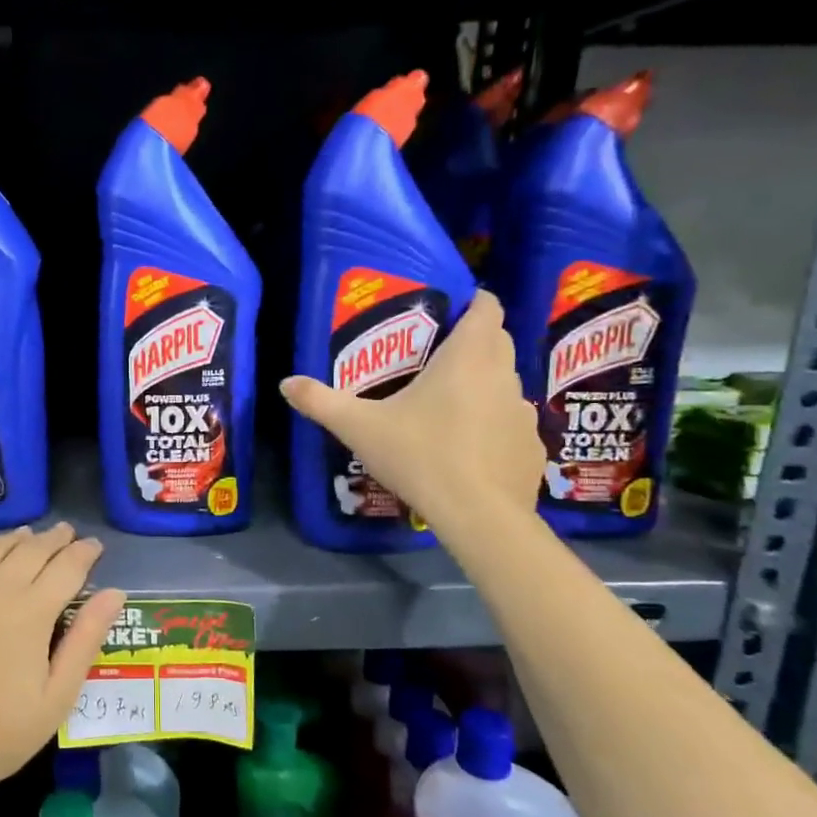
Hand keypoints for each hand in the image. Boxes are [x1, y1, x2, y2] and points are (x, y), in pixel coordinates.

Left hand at [0, 523, 125, 806]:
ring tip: (28, 535)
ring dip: (15, 539)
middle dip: (54, 540)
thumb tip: (114, 592)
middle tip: (67, 532)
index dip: (84, 553)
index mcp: (30, 612)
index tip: (95, 545)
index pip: (67, 567)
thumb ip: (86, 639)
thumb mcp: (58, 696)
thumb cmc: (0, 734)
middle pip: (30, 550)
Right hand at [280, 290, 543, 537]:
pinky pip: (512, 422)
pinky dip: (494, 424)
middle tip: (435, 356)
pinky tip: (470, 448)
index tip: (450, 309)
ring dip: (484, 384)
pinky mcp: (531, 447)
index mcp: (467, 358)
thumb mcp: (359, 428)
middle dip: (474, 340)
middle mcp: (503, 375)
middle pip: (497, 341)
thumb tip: (286, 383)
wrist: (478, 515)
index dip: (473, 301)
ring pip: (506, 382)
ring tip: (450, 404)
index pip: (487, 307)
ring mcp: (523, 412)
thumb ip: (321, 402)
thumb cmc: (420, 455)